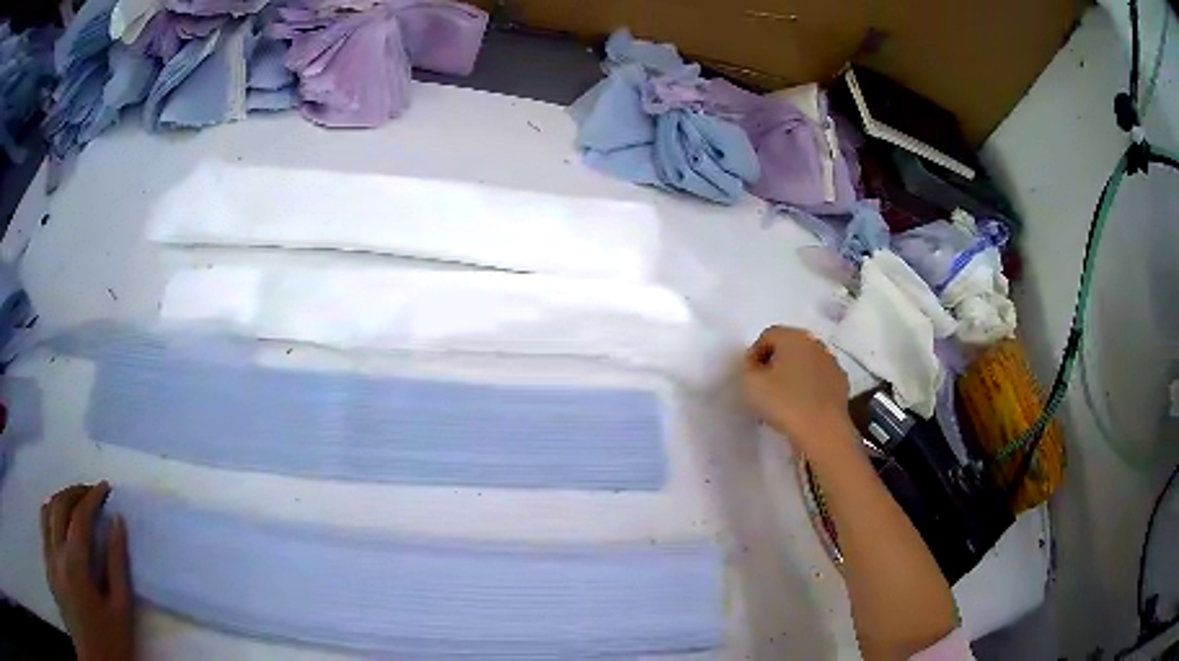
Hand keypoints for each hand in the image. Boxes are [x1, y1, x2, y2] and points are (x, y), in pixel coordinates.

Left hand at [41, 482, 133, 660]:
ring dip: (60, 498)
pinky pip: (43, 524)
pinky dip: (50, 511)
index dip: (92, 497)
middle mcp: (56, 549)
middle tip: (90, 490)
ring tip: (73, 500)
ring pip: (47, 510)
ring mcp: (48, 554)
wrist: (94, 658)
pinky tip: (57, 519)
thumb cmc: (109, 643)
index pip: (80, 516)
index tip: (105, 487)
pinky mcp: (47, 561)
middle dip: (75, 492)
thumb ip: (117, 568)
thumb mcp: (121, 614)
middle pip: (59, 505)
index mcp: (75, 562)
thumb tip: (117, 524)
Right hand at [741, 326, 852, 456]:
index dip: (753, 355)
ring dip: (792, 376)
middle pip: (788, 347)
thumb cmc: (784, 403)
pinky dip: (808, 388)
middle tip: (762, 388)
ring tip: (782, 401)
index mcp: (794, 337)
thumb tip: (750, 364)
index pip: (767, 336)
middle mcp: (815, 343)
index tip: (748, 378)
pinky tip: (801, 407)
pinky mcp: (841, 383)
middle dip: (774, 364)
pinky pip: (818, 380)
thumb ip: (744, 367)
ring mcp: (831, 363)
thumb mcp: (750, 384)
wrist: (822, 431)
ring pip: (805, 364)